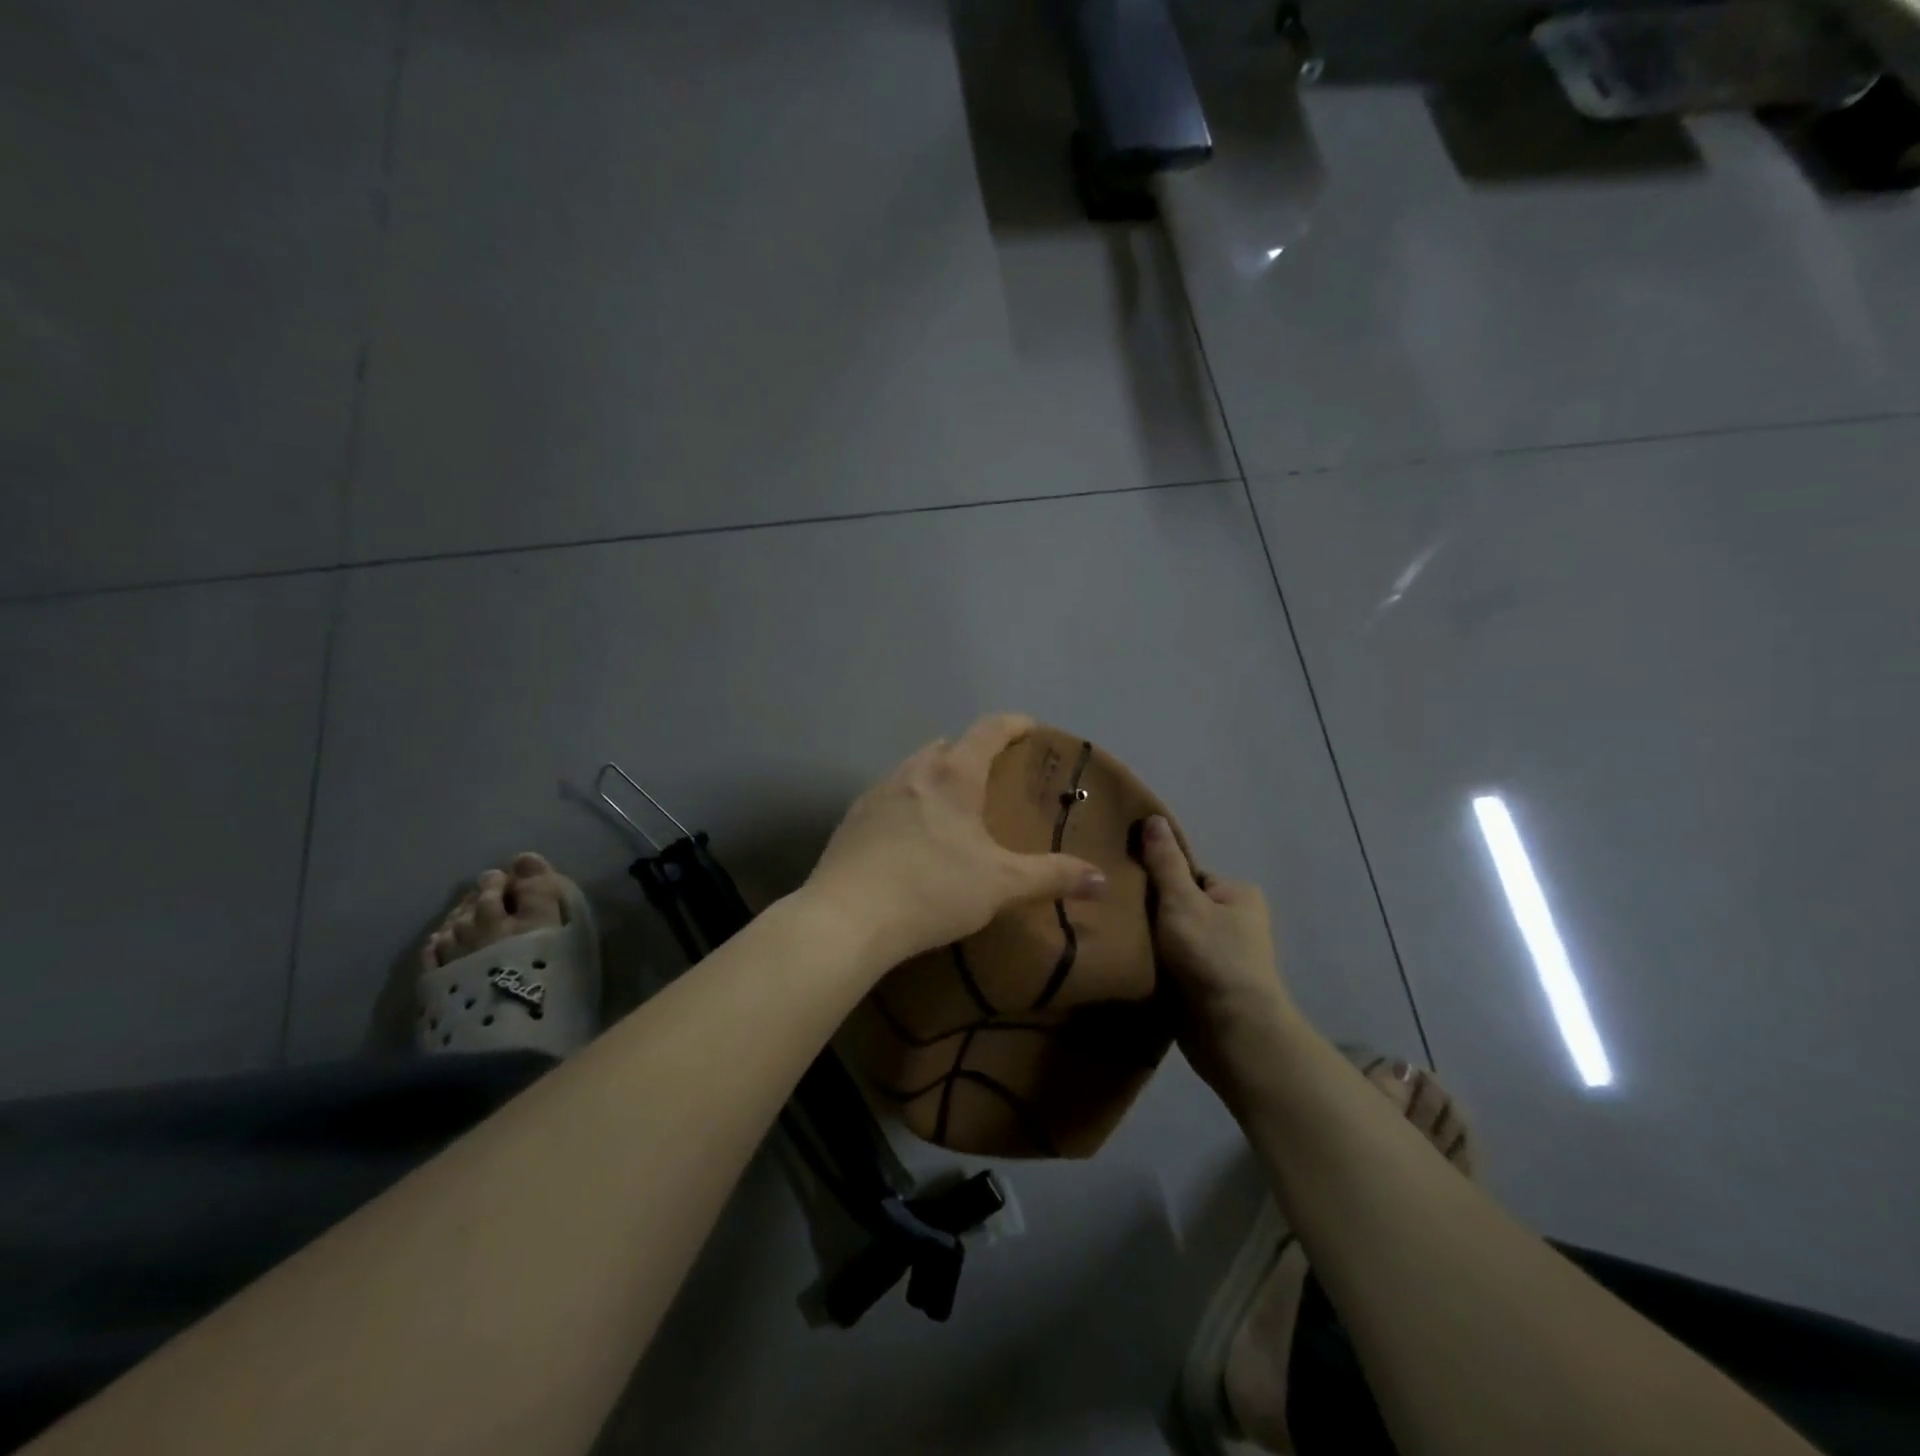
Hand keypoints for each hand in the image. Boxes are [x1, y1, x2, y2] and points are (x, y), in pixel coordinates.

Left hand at [807, 714, 1107, 968]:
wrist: (846, 918)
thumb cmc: (932, 890)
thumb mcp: (1001, 886)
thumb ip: (1052, 877)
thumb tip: (1100, 880)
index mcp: (953, 776)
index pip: (988, 730)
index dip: (1013, 724)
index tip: (1029, 727)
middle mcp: (913, 772)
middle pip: (948, 745)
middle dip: (973, 752)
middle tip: (993, 776)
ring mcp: (876, 792)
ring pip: (914, 769)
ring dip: (937, 775)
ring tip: (953, 806)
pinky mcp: (852, 819)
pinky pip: (889, 796)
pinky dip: (909, 801)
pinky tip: (911, 835)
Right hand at [1138, 815, 1302, 1100]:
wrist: (1234, 1033)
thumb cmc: (1211, 957)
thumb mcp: (1182, 901)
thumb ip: (1164, 862)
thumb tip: (1153, 817)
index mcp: (1238, 894)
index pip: (1187, 875)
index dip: (1157, 882)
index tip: (1127, 891)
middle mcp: (1237, 922)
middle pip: (1179, 905)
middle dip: (1152, 914)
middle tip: (1119, 917)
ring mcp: (1225, 956)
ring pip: (1174, 937)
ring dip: (1152, 943)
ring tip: (1121, 943)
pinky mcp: (1210, 986)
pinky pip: (1175, 964)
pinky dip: (1157, 966)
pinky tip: (1134, 966)